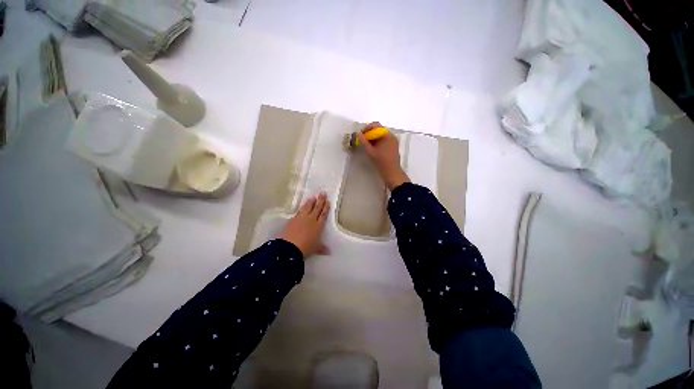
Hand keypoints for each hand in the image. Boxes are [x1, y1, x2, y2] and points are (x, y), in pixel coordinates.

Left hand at [280, 192, 330, 257]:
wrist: (289, 248)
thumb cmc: (306, 248)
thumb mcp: (315, 248)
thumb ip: (322, 248)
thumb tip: (329, 251)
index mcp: (318, 225)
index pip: (323, 214)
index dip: (325, 207)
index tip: (327, 201)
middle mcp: (311, 219)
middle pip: (316, 208)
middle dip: (320, 200)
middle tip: (322, 193)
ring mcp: (301, 218)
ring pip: (307, 207)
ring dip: (310, 202)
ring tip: (313, 197)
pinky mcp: (293, 219)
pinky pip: (299, 211)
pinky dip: (302, 208)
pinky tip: (303, 207)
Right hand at [357, 122, 410, 189]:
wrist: (392, 172)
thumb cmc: (381, 162)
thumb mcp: (370, 151)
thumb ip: (363, 141)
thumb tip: (358, 133)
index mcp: (387, 135)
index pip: (376, 126)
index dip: (366, 128)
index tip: (360, 134)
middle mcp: (391, 136)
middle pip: (378, 130)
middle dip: (369, 134)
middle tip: (362, 140)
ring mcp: (393, 141)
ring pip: (381, 136)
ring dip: (372, 138)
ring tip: (366, 145)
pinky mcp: (393, 147)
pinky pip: (384, 141)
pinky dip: (377, 142)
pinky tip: (372, 149)